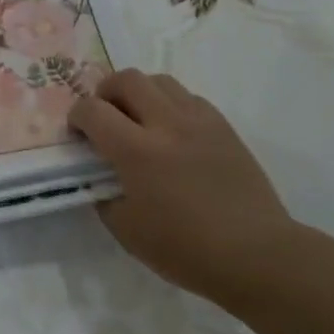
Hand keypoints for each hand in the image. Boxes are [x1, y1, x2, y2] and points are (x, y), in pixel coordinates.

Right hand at [69, 69, 298, 303]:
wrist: (257, 254)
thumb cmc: (187, 250)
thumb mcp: (127, 231)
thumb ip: (104, 195)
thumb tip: (100, 176)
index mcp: (137, 151)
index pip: (92, 110)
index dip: (76, 117)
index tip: (78, 135)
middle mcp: (166, 124)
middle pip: (126, 79)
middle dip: (105, 92)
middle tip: (104, 117)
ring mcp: (199, 121)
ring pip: (159, 80)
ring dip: (139, 93)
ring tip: (138, 120)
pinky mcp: (223, 126)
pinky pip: (188, 98)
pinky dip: (170, 105)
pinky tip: (172, 132)